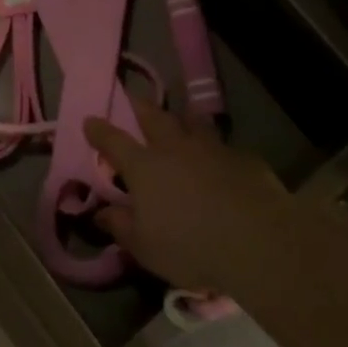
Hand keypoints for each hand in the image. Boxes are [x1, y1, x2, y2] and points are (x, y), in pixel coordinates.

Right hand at [84, 100, 295, 292]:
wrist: (257, 242)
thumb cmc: (190, 246)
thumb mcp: (145, 246)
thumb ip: (121, 226)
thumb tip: (101, 212)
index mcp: (144, 167)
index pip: (114, 141)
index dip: (99, 131)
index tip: (90, 121)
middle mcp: (175, 148)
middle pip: (154, 117)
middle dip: (141, 107)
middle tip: (134, 100)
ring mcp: (211, 148)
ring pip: (193, 122)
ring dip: (183, 118)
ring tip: (181, 118)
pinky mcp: (243, 158)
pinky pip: (224, 146)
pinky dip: (216, 148)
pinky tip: (221, 158)